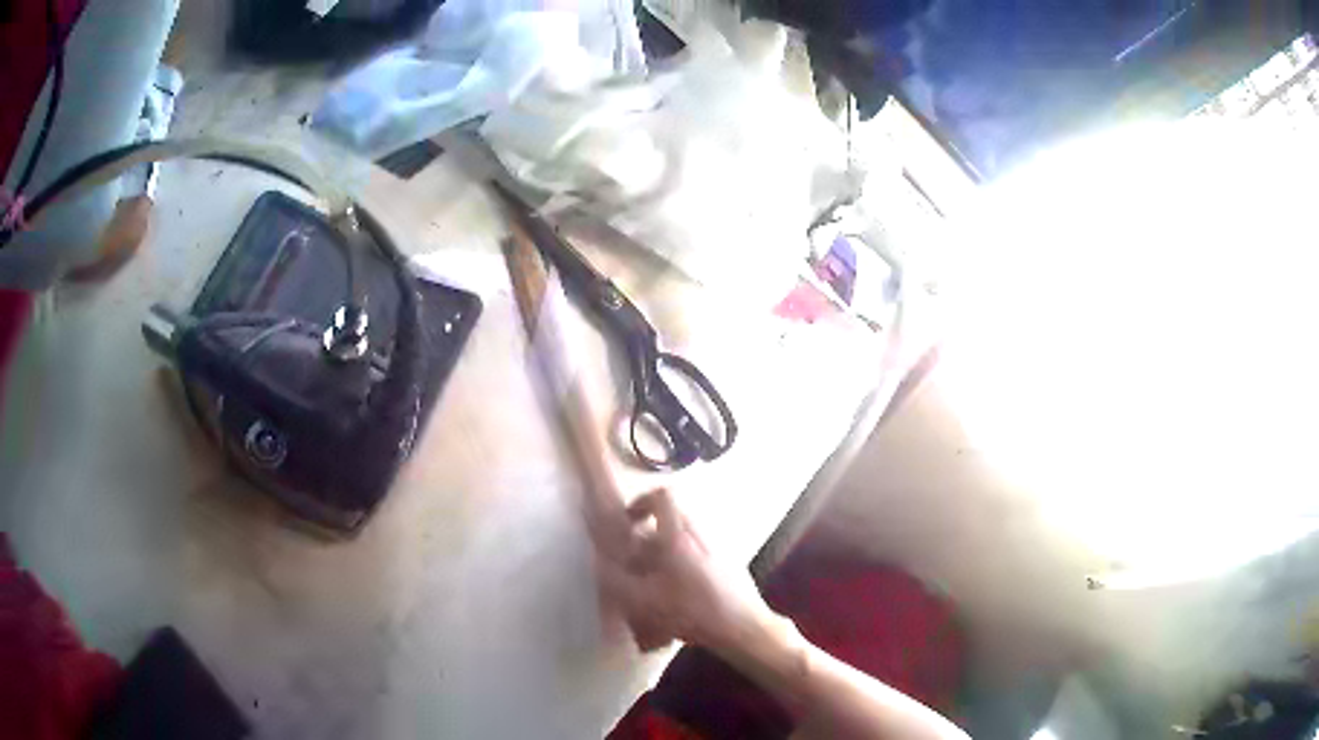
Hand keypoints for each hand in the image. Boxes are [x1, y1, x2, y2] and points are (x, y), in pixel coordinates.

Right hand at [595, 489, 773, 653]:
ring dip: (667, 554)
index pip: (662, 496)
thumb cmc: (692, 610)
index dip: (642, 502)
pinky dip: (685, 567)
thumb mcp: (645, 600)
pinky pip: (700, 555)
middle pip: (672, 519)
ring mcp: (719, 548)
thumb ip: (618, 581)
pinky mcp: (730, 564)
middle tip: (637, 561)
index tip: (629, 522)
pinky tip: (679, 598)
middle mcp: (701, 534)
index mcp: (679, 535)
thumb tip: (600, 564)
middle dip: (650, 536)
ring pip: (686, 539)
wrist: (743, 628)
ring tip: (656, 585)